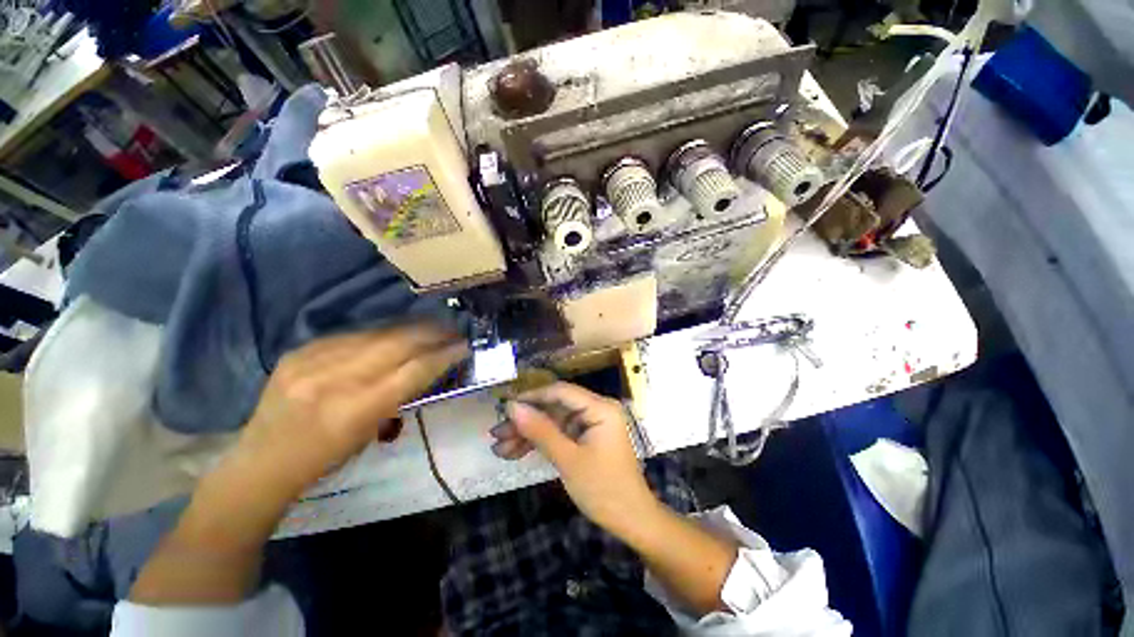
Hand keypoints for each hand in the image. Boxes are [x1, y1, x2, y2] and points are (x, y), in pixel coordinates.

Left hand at [233, 324, 468, 496]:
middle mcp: (334, 379)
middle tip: (452, 330)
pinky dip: (378, 334)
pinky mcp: (299, 350)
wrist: (260, 462)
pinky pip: (351, 335)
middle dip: (431, 334)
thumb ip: (399, 396)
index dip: (443, 355)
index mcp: (355, 410)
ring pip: (376, 333)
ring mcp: (312, 360)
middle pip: (397, 344)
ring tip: (430, 327)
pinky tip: (392, 334)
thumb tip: (429, 366)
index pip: (413, 371)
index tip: (464, 346)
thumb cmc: (323, 460)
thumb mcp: (370, 434)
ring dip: (409, 329)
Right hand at [492, 382, 658, 535]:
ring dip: (529, 434)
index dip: (531, 397)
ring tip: (500, 448)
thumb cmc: (603, 489)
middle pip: (555, 408)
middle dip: (526, 421)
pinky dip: (541, 443)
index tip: (505, 408)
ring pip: (554, 422)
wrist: (631, 521)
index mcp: (600, 407)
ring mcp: (591, 424)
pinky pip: (560, 434)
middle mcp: (597, 409)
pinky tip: (516, 452)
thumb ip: (540, 431)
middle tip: (496, 434)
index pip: (560, 392)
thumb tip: (512, 407)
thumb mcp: (568, 459)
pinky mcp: (587, 438)